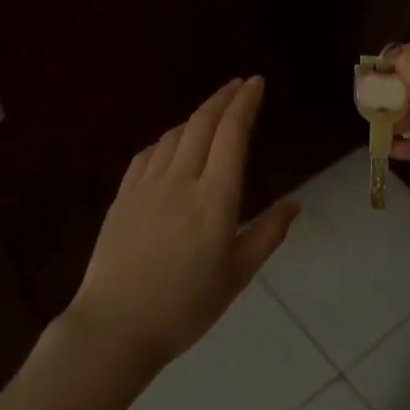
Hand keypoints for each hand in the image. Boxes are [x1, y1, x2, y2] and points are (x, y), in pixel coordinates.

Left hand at [70, 76, 297, 368]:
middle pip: (202, 124)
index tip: (256, 83)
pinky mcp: (122, 196)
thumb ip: (267, 235)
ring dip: (196, 117)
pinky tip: (171, 146)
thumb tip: (294, 204)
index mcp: (214, 199)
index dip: (245, 104)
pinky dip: (167, 140)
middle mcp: (180, 181)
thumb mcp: (236, 276)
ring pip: (174, 135)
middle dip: (223, 98)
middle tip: (239, 85)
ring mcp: (146, 186)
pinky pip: (148, 154)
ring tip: (212, 114)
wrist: (115, 327)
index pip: (232, 135)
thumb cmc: (184, 307)